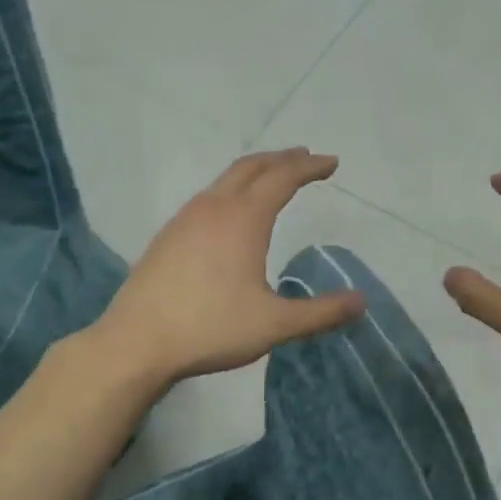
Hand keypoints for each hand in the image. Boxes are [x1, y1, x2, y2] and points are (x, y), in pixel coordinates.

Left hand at [92, 149, 365, 384]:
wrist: (138, 342)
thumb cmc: (212, 328)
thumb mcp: (275, 325)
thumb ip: (321, 312)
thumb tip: (362, 302)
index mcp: (243, 219)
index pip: (283, 178)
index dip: (310, 167)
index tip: (331, 163)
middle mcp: (213, 208)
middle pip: (251, 167)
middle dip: (282, 159)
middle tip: (306, 158)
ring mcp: (185, 219)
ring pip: (225, 180)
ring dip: (254, 172)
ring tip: (272, 179)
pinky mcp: (168, 237)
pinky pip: (207, 198)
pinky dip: (230, 191)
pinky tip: (230, 216)